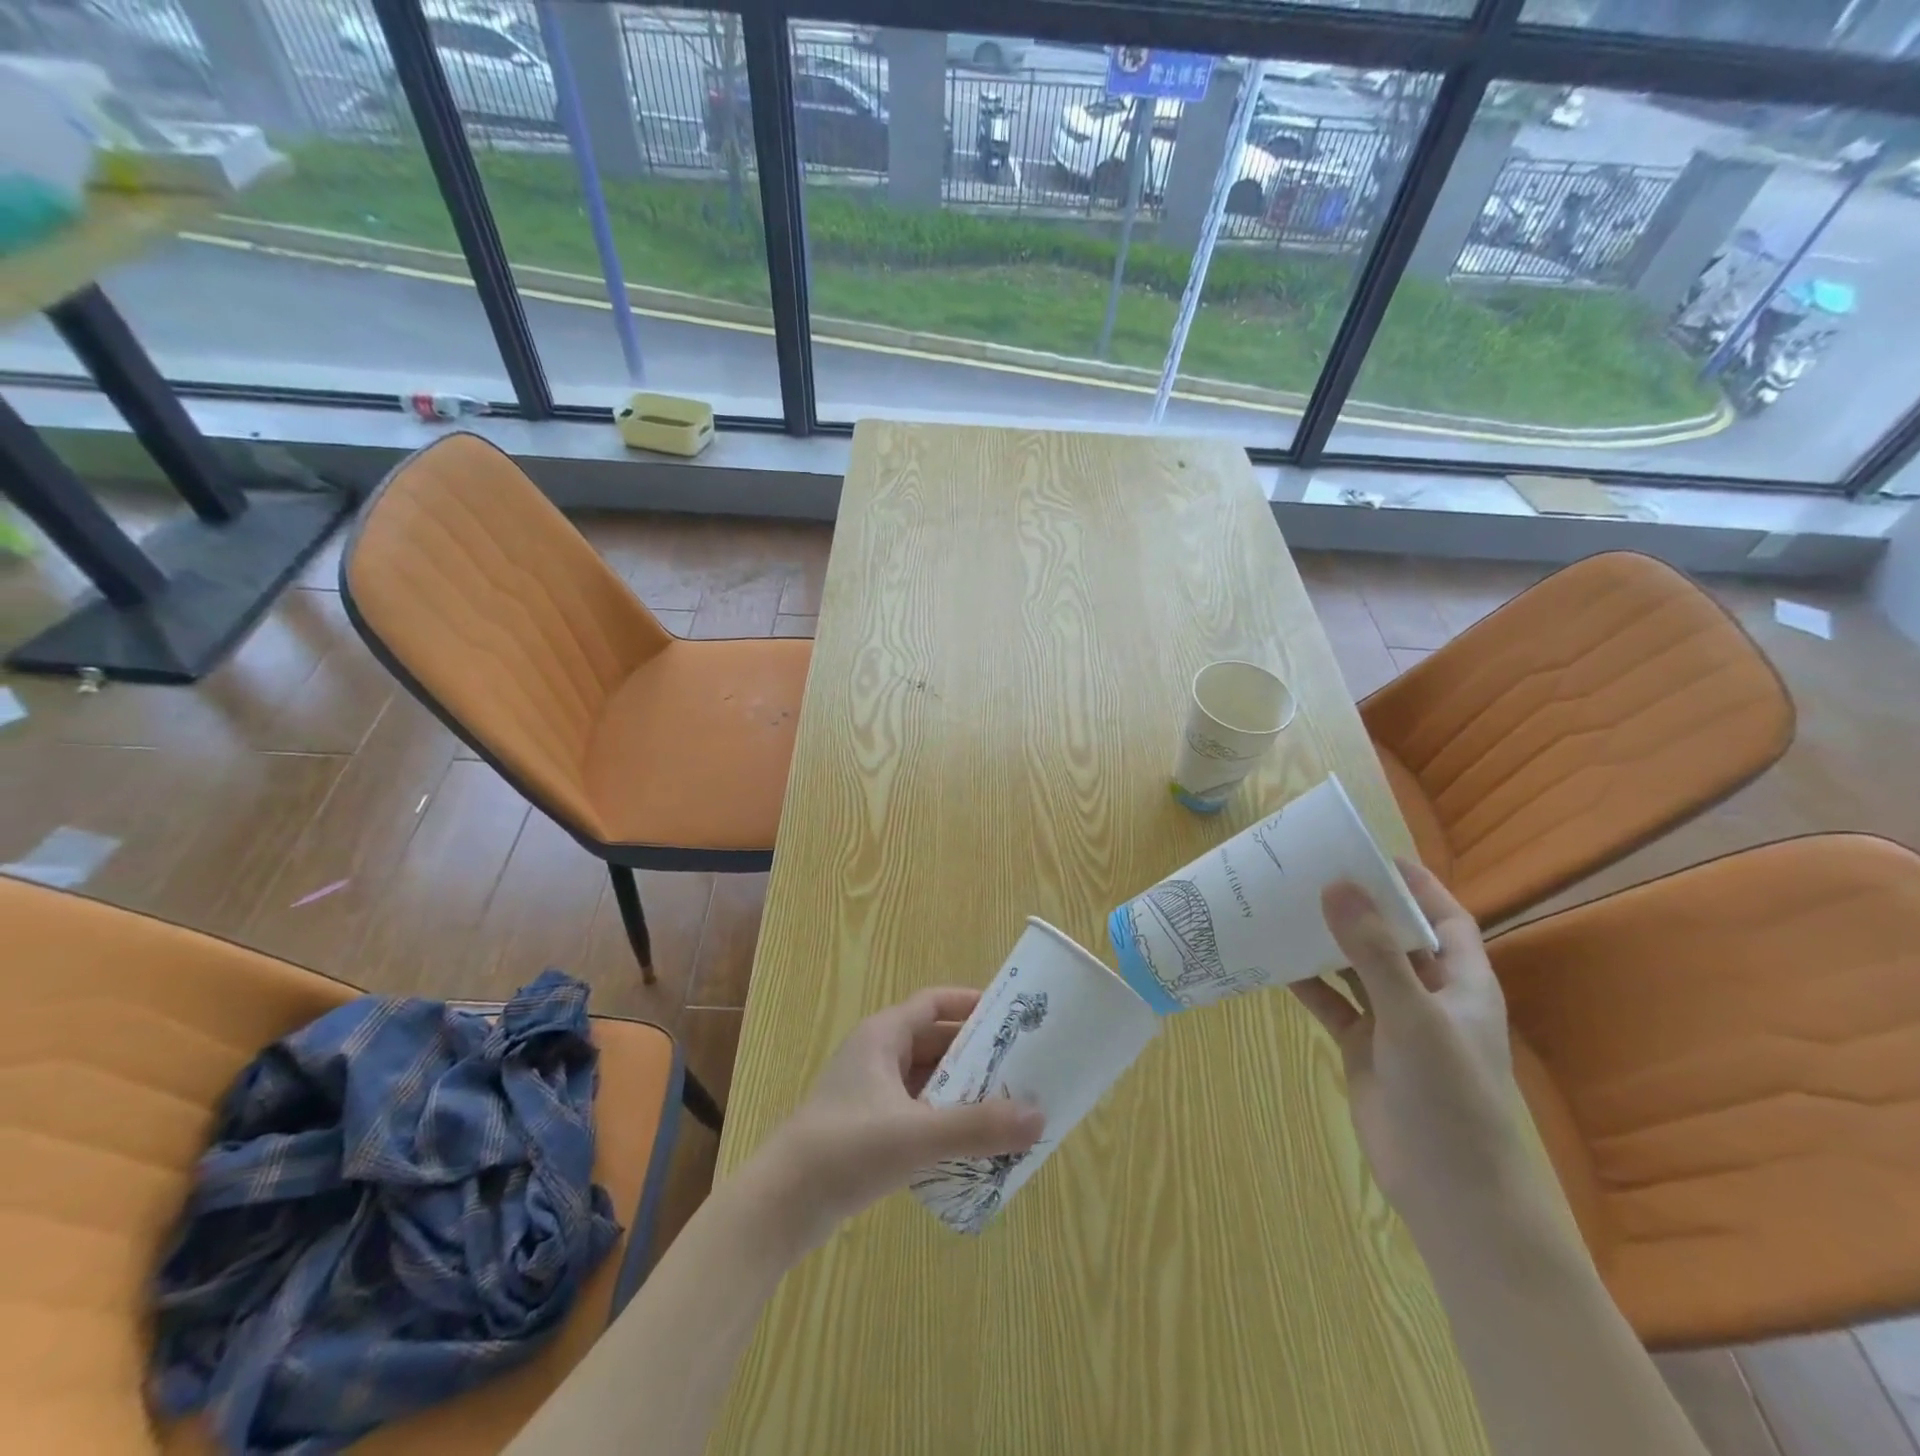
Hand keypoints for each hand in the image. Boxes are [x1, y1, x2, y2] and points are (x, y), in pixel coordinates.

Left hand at [740, 988, 1044, 1254]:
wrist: (780, 1207)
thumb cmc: (845, 1150)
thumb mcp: (916, 1135)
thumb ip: (977, 1127)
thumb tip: (1039, 1117)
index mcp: (882, 1036)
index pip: (933, 1003)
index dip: (970, 1004)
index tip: (1010, 1016)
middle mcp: (876, 1056)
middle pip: (934, 1042)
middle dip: (975, 1054)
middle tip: (1021, 1068)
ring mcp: (870, 1094)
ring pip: (926, 1080)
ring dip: (962, 1091)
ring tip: (1006, 1107)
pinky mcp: (868, 1130)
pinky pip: (917, 1112)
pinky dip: (944, 1119)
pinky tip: (971, 1145)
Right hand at [1290, 860, 1528, 1234]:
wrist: (1453, 1194)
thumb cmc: (1451, 1098)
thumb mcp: (1414, 1017)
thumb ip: (1374, 951)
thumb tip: (1337, 885)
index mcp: (1462, 982)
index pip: (1444, 917)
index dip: (1415, 884)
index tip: (1369, 853)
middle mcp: (1428, 995)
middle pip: (1393, 937)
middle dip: (1358, 907)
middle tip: (1310, 873)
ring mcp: (1393, 1023)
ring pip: (1356, 969)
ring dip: (1326, 943)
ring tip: (1285, 908)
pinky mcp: (1363, 1049)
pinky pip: (1331, 1004)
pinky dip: (1306, 984)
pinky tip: (1273, 963)